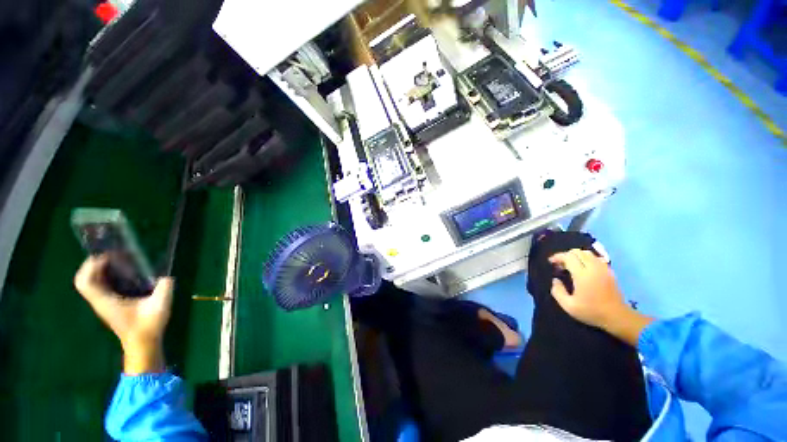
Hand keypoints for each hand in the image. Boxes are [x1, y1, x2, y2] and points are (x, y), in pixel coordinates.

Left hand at [74, 255, 171, 373]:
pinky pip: (98, 287)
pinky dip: (104, 277)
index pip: (86, 281)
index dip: (92, 266)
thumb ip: (164, 287)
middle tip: (111, 256)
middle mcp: (100, 301)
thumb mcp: (160, 304)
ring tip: (115, 262)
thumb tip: (166, 276)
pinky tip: (121, 274)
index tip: (109, 256)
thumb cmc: (148, 325)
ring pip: (89, 283)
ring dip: (98, 270)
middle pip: (83, 280)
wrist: (143, 343)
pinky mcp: (108, 305)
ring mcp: (102, 304)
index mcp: (106, 301)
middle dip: (92, 265)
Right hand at [549, 249, 652, 345]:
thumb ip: (557, 291)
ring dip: (576, 256)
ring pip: (587, 253)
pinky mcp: (609, 271)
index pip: (568, 257)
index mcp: (582, 274)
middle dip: (566, 255)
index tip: (551, 262)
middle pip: (578, 252)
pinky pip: (596, 258)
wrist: (617, 317)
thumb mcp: (568, 306)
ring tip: (571, 265)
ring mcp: (603, 269)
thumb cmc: (591, 311)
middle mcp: (593, 268)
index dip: (557, 257)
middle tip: (560, 264)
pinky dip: (587, 259)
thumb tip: (555, 280)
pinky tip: (583, 268)